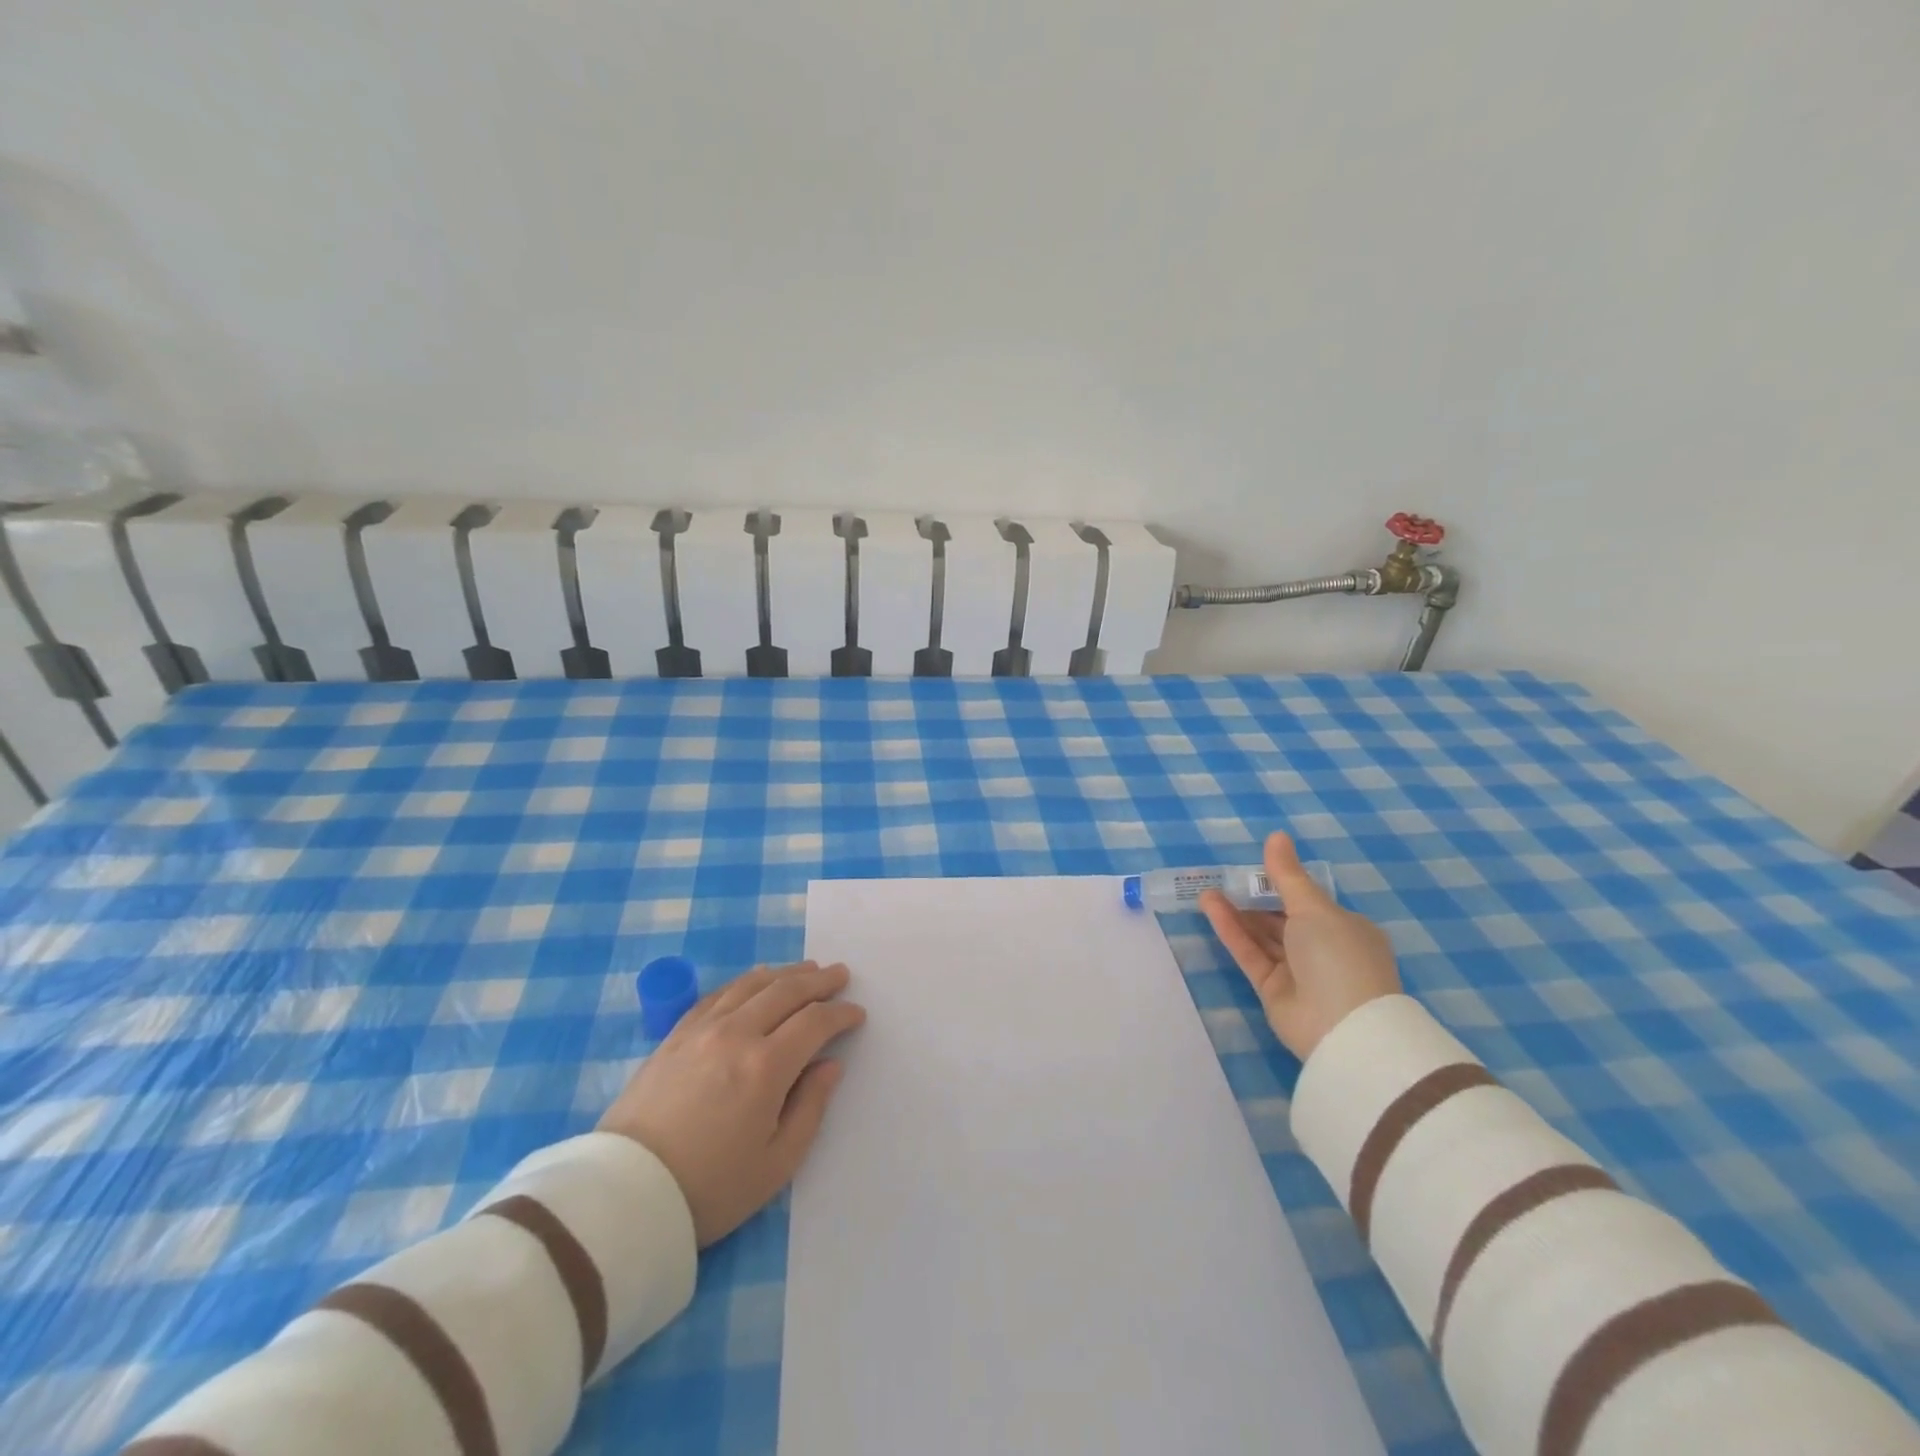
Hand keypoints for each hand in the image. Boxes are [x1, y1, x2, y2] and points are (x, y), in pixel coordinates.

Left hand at [599, 960, 865, 1246]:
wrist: (626, 1195)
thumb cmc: (710, 1188)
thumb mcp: (776, 1164)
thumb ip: (810, 1108)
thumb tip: (830, 1065)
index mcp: (766, 1066)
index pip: (814, 1022)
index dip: (840, 1014)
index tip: (856, 1014)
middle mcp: (736, 1034)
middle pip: (786, 991)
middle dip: (819, 981)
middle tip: (840, 975)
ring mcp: (702, 1030)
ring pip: (752, 985)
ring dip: (785, 974)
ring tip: (806, 970)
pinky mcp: (675, 1035)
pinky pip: (718, 994)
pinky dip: (745, 981)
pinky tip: (755, 980)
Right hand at [1201, 832, 1399, 1060]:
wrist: (1343, 1028)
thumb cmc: (1338, 956)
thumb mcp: (1313, 907)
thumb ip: (1286, 875)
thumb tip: (1276, 835)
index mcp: (1345, 929)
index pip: (1309, 902)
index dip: (1281, 884)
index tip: (1253, 869)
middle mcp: (1323, 950)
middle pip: (1282, 919)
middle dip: (1254, 899)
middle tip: (1223, 877)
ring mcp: (1297, 972)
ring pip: (1262, 936)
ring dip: (1237, 912)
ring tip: (1207, 889)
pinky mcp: (1273, 990)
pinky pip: (1250, 954)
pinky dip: (1231, 931)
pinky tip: (1210, 906)